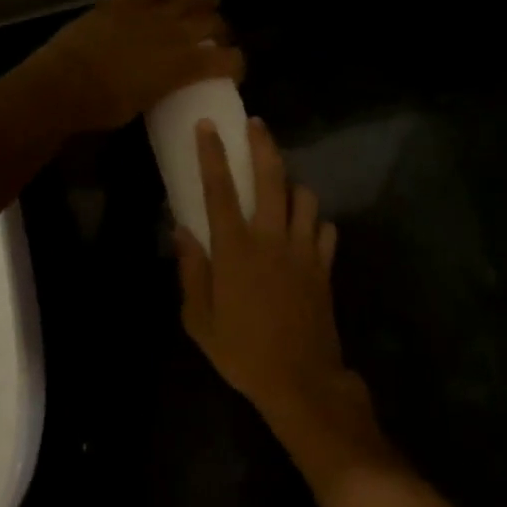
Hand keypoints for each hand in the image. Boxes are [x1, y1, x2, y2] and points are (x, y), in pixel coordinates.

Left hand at [30, 0, 245, 133]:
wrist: (64, 83)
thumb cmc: (103, 107)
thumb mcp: (144, 104)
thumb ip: (162, 87)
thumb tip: (163, 81)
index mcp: (184, 65)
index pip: (226, 61)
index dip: (236, 64)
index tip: (234, 68)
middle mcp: (174, 34)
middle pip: (211, 23)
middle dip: (221, 29)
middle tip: (221, 35)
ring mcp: (149, 13)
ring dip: (202, 0)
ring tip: (211, 0)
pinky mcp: (124, 2)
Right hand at [176, 117, 368, 430]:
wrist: (301, 382)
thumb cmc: (242, 352)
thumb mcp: (199, 320)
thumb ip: (191, 271)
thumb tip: (181, 230)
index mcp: (235, 249)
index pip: (220, 190)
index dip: (212, 154)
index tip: (207, 126)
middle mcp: (271, 239)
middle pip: (271, 178)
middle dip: (263, 145)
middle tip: (255, 124)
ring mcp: (303, 250)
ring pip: (305, 198)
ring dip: (292, 186)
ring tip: (282, 187)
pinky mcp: (324, 266)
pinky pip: (325, 230)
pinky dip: (316, 223)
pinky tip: (306, 230)